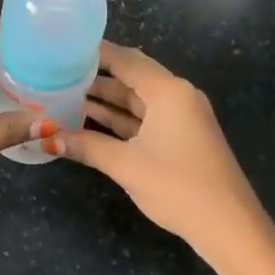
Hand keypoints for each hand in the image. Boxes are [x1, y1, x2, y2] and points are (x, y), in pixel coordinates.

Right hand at [57, 42, 267, 254]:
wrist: (228, 227)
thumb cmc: (178, 186)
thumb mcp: (126, 164)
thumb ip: (86, 146)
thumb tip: (46, 139)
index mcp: (169, 92)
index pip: (126, 60)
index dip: (95, 53)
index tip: (64, 48)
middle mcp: (177, 97)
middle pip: (131, 78)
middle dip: (95, 77)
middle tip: (57, 73)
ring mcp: (181, 119)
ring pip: (136, 101)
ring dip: (105, 101)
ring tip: (64, 96)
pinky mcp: (180, 139)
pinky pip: (144, 120)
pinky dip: (119, 120)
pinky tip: (89, 122)